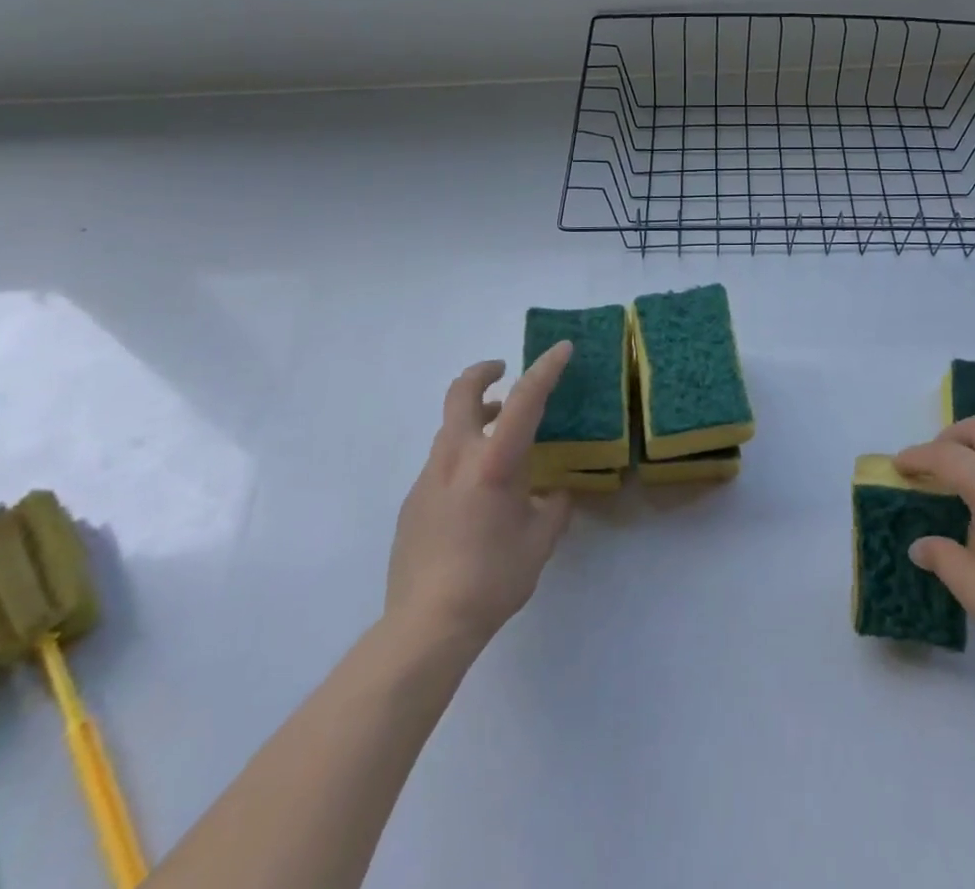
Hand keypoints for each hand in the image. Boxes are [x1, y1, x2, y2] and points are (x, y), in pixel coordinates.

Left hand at [382, 344, 574, 653]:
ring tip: (500, 439)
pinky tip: (477, 495)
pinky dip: (463, 458)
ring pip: (450, 429)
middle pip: (461, 394)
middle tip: (502, 371)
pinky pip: (441, 464)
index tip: (562, 348)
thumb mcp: (540, 541)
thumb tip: (555, 494)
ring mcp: (428, 479)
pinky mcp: (412, 502)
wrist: (426, 626)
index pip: (524, 400)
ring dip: (475, 419)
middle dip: (482, 373)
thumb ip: (553, 508)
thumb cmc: (493, 579)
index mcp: (494, 463)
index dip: (546, 369)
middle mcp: (456, 459)